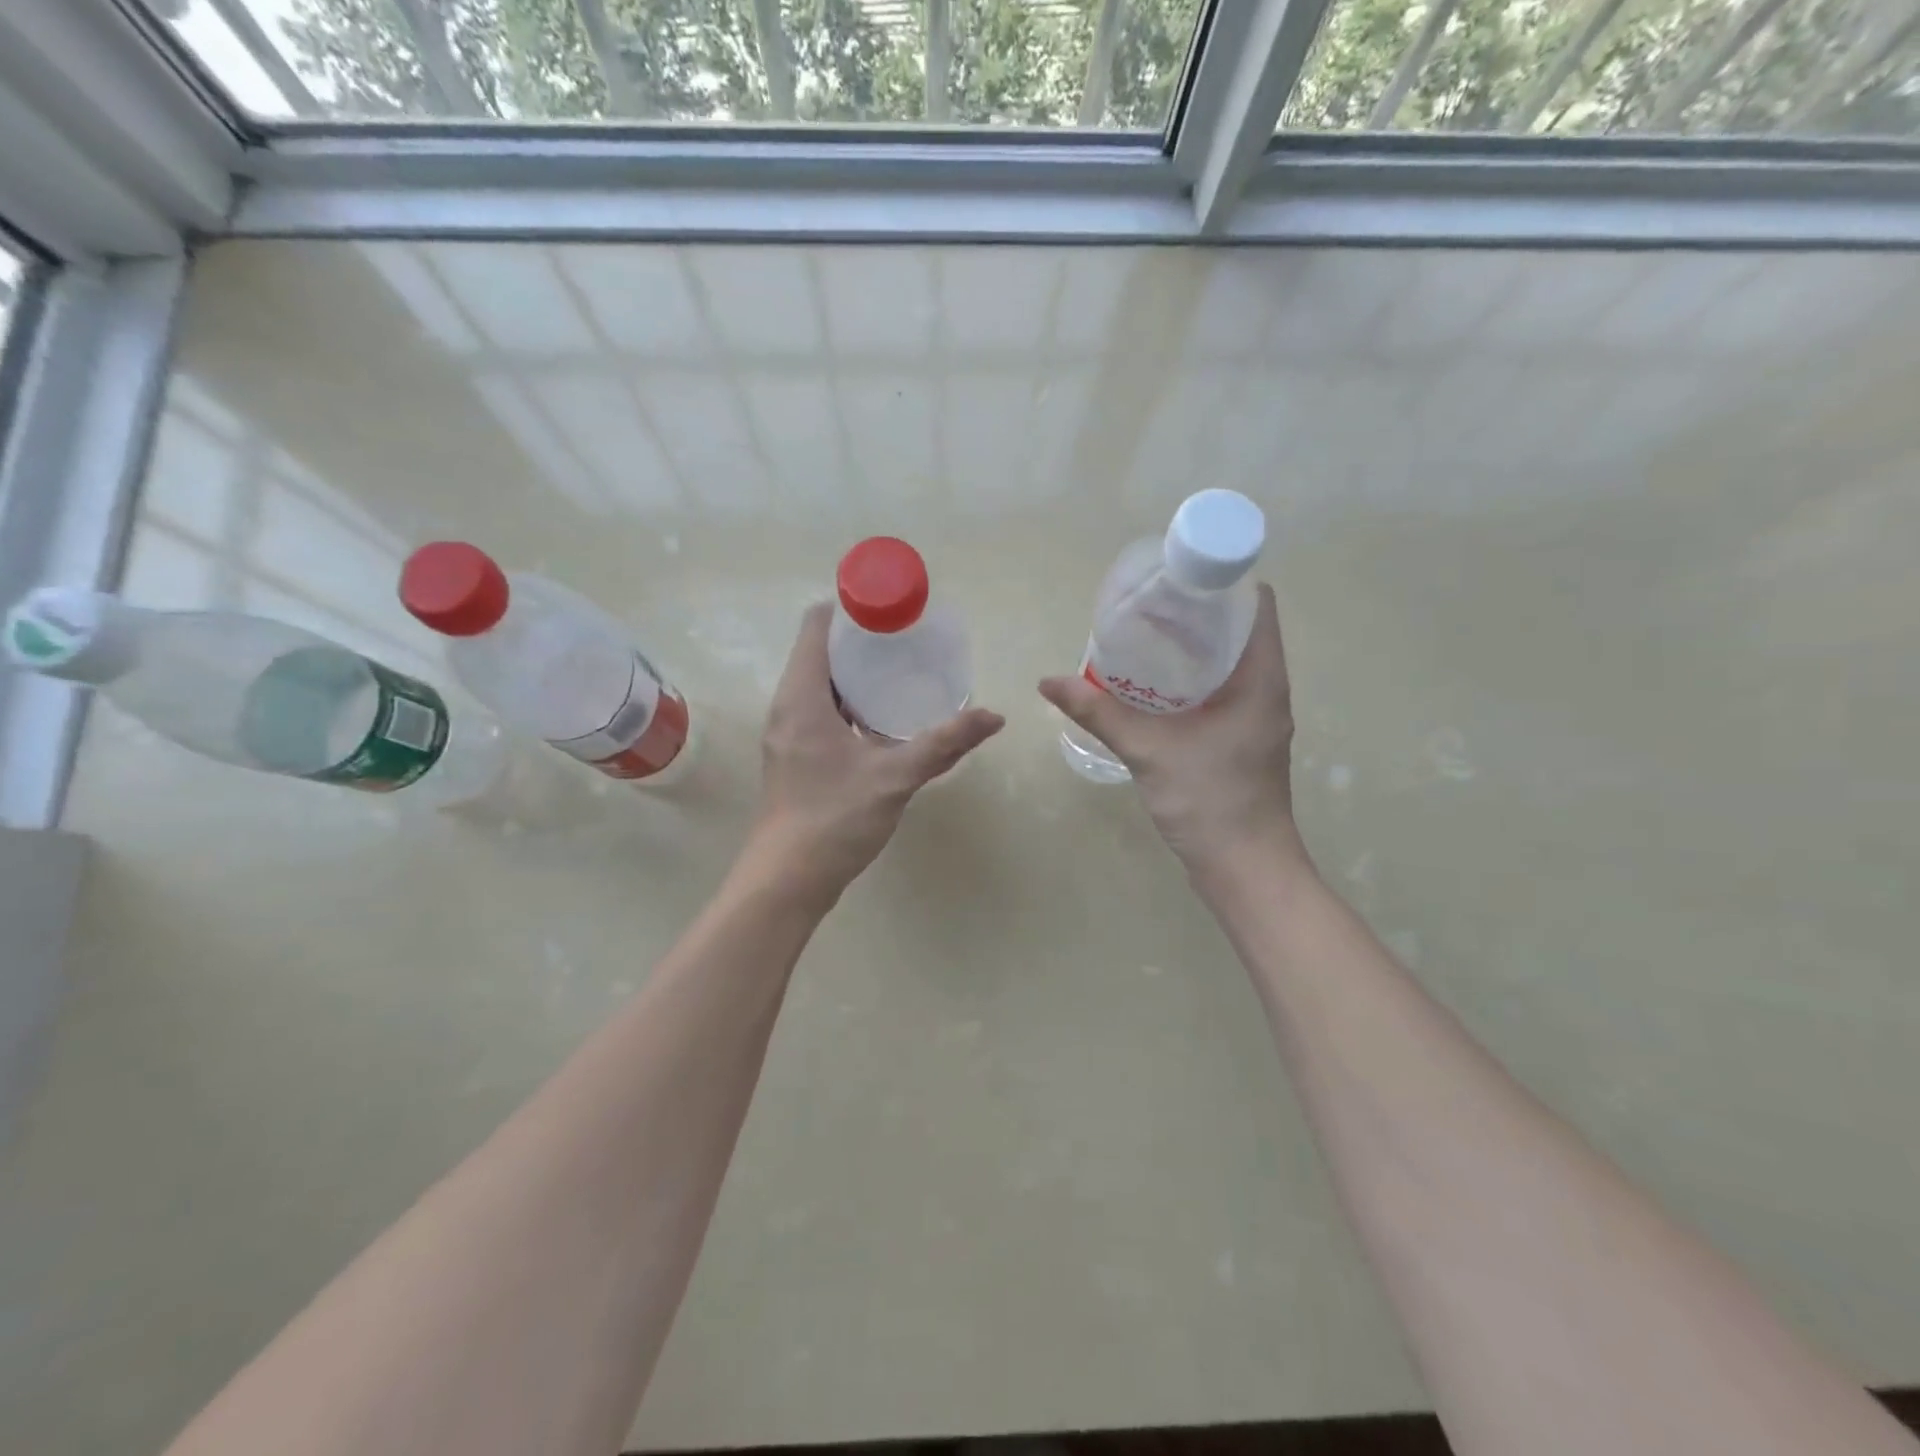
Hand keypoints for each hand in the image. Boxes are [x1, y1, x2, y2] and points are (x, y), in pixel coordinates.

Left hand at [745, 603, 1003, 906]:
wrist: (787, 881)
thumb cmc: (834, 819)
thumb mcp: (895, 776)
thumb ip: (944, 743)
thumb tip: (994, 717)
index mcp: (802, 697)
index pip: (816, 626)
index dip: (851, 609)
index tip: (892, 612)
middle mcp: (787, 706)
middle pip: (819, 652)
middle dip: (862, 642)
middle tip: (908, 643)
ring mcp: (787, 733)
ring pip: (820, 685)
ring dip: (856, 676)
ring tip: (903, 674)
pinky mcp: (793, 756)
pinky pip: (820, 711)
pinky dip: (849, 704)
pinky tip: (883, 720)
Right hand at [1038, 584, 1303, 875]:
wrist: (1244, 870)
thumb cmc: (1210, 802)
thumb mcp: (1149, 750)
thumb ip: (1098, 712)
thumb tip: (1048, 681)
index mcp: (1261, 678)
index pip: (1256, 604)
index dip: (1220, 582)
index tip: (1175, 579)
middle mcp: (1266, 690)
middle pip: (1238, 629)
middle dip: (1194, 614)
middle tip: (1144, 608)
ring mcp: (1256, 717)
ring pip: (1228, 662)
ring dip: (1191, 648)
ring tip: (1143, 639)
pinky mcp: (1241, 740)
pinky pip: (1220, 691)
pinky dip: (1190, 679)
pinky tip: (1151, 687)